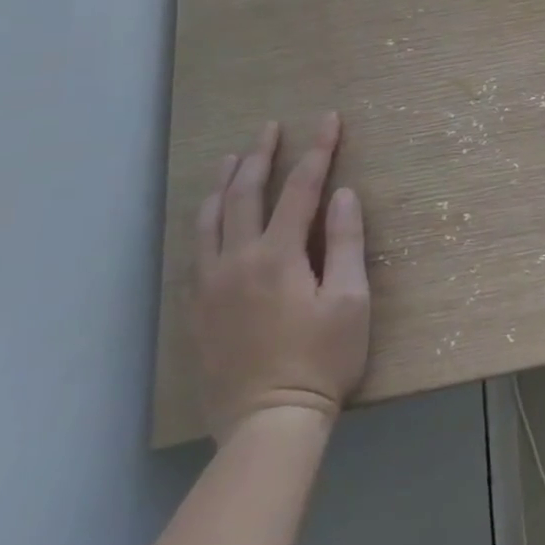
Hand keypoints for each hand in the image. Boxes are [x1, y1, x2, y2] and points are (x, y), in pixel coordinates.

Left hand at [193, 113, 370, 441]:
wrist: (268, 424)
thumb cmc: (322, 360)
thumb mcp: (350, 300)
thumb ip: (346, 243)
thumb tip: (343, 194)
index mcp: (278, 256)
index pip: (301, 188)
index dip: (318, 150)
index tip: (329, 120)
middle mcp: (237, 261)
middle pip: (245, 194)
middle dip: (262, 155)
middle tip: (271, 127)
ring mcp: (210, 286)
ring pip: (209, 220)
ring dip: (224, 183)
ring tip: (234, 158)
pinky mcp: (196, 311)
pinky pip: (194, 251)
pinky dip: (203, 222)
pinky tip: (210, 218)